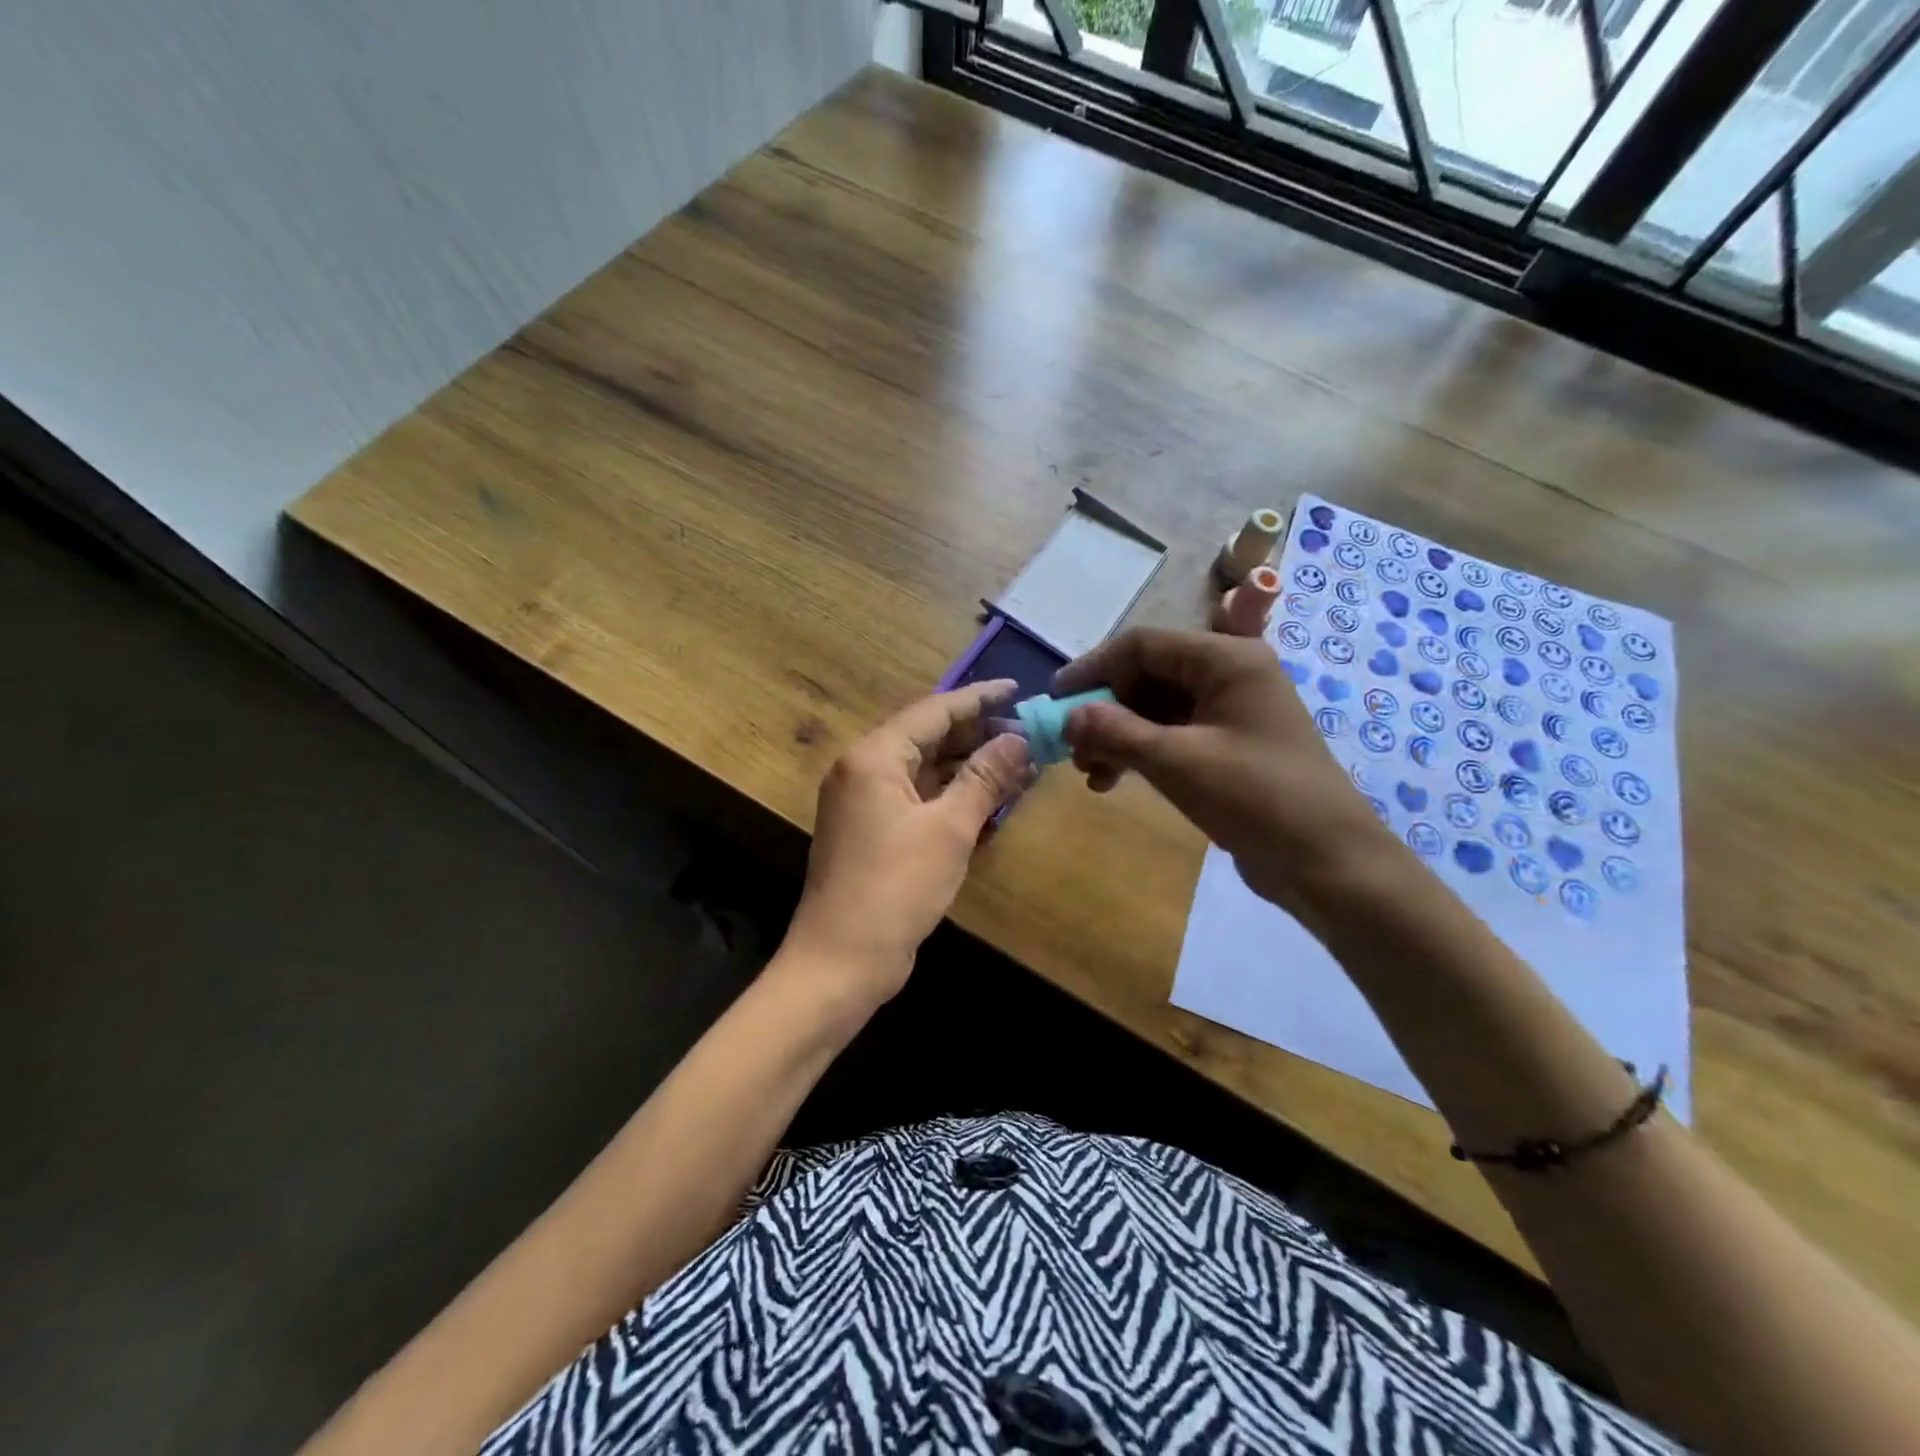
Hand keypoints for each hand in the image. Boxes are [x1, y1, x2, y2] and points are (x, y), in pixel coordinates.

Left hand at [783, 680, 1031, 1007]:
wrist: (840, 961)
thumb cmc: (894, 888)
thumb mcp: (949, 830)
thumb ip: (985, 778)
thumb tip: (1019, 740)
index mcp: (874, 757)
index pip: (933, 710)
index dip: (979, 699)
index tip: (1019, 690)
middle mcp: (864, 770)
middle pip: (928, 737)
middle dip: (978, 735)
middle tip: (1029, 735)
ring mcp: (866, 803)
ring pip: (926, 769)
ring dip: (969, 767)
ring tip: (1020, 764)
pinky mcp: (874, 831)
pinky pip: (919, 798)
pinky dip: (952, 796)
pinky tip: (990, 799)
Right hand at [1054, 629, 1401, 925]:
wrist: (1328, 863)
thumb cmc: (1255, 798)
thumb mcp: (1177, 761)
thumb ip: (1116, 732)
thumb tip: (1068, 716)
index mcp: (1226, 659)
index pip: (1143, 645)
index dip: (1093, 669)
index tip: (1055, 700)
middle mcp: (1229, 674)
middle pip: (1148, 675)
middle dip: (1106, 710)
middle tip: (1074, 749)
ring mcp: (1231, 711)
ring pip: (1156, 708)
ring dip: (1118, 735)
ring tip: (1092, 774)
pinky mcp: (1229, 745)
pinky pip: (1172, 734)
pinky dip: (1141, 752)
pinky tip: (1116, 781)